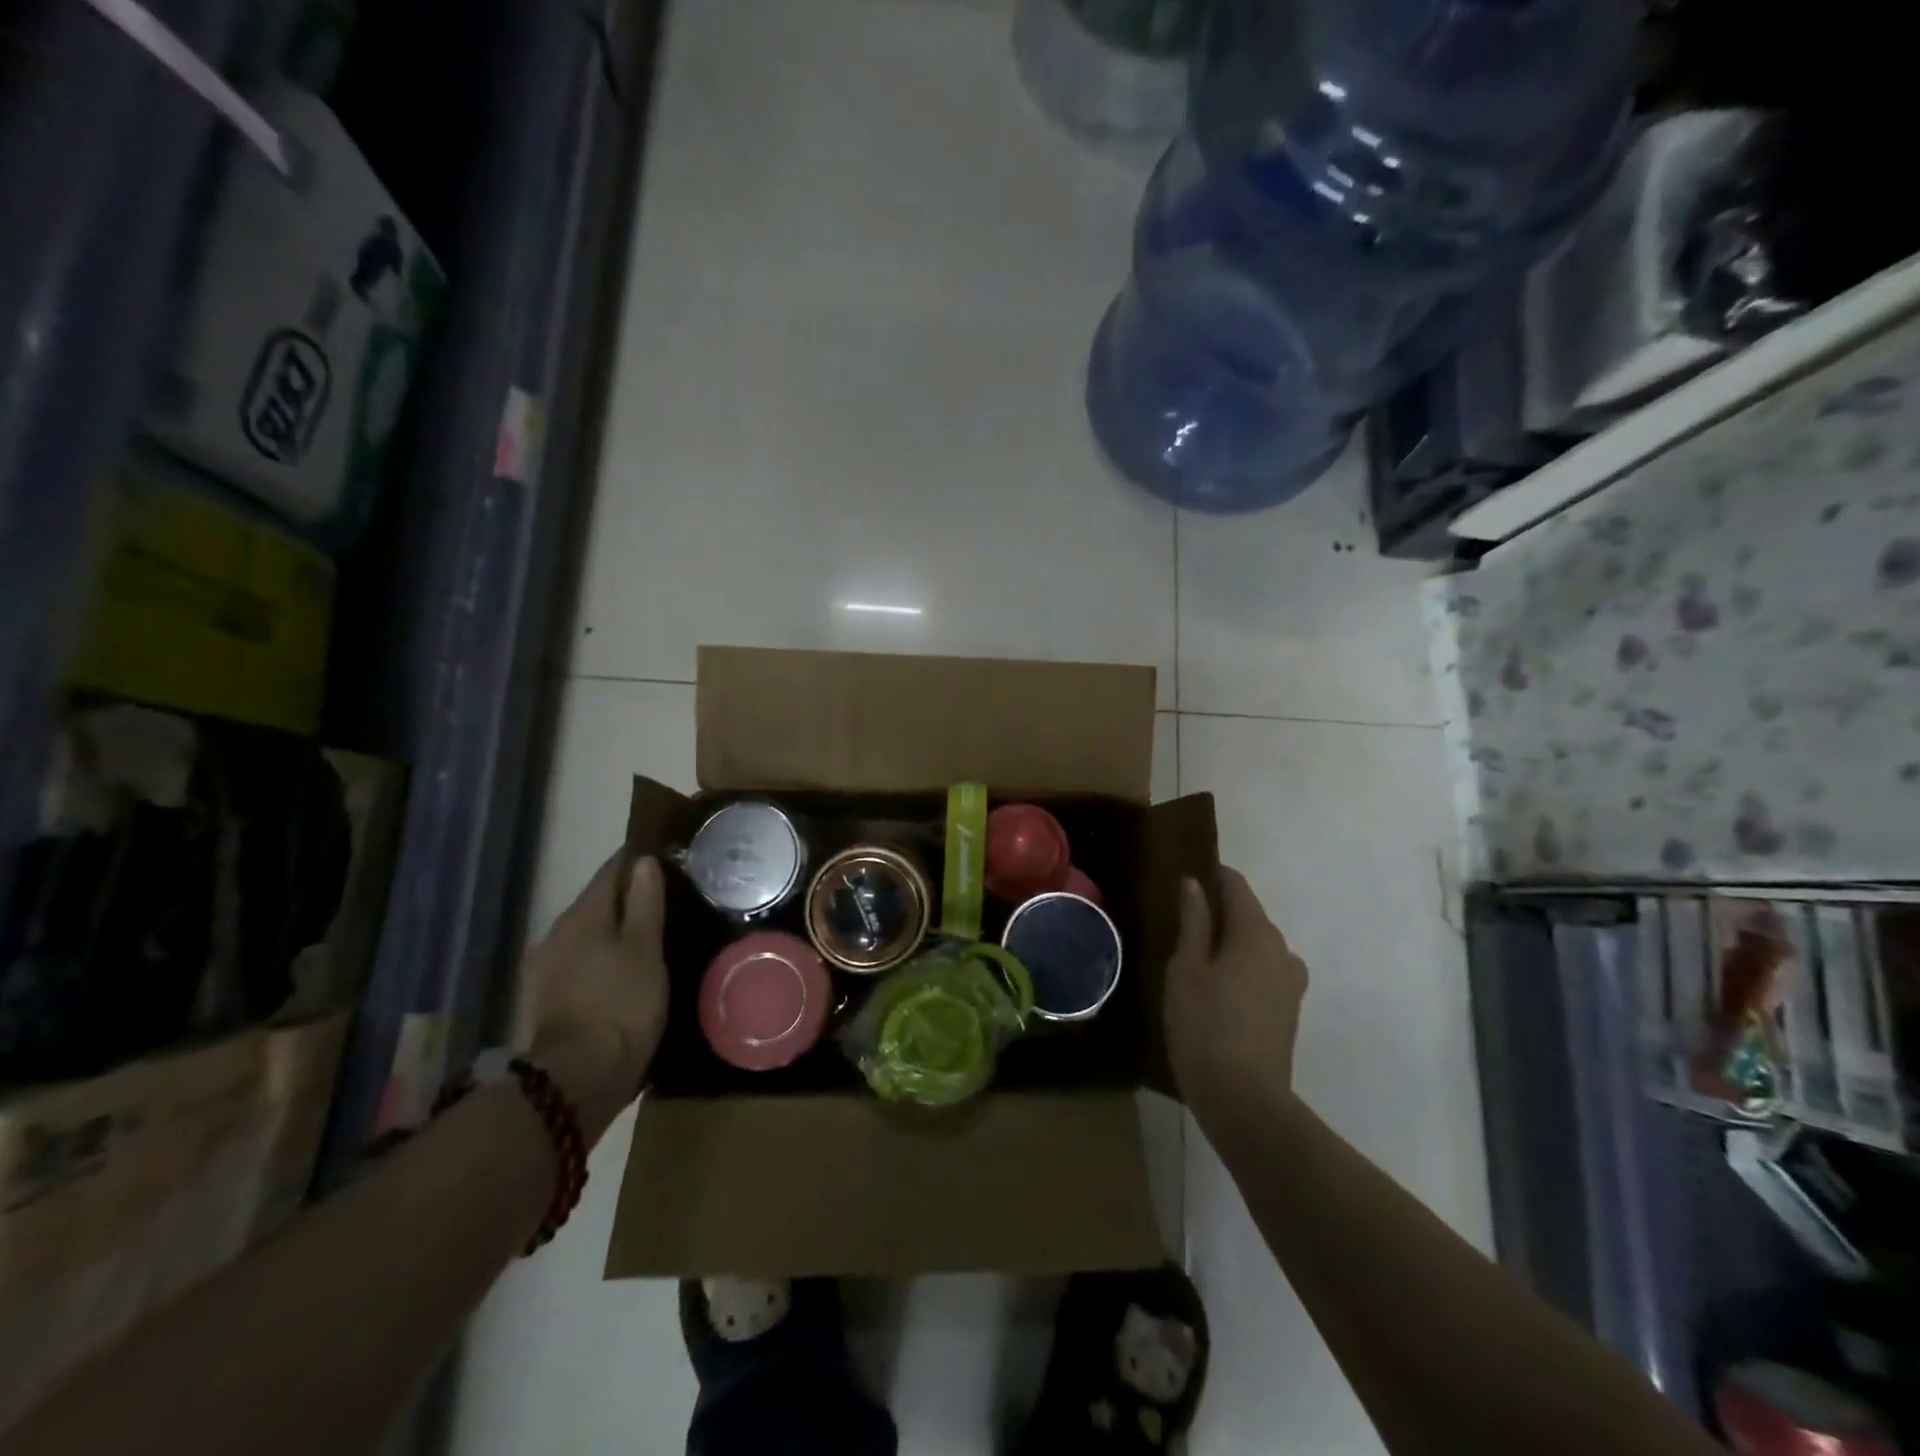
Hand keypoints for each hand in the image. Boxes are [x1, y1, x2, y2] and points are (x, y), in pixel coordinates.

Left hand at [522, 855, 668, 1142]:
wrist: (577, 1079)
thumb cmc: (621, 1005)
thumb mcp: (645, 951)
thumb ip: (645, 904)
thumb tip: (644, 862)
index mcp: (582, 916)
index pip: (611, 872)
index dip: (636, 861)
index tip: (663, 855)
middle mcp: (556, 933)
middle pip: (596, 903)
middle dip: (626, 897)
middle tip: (664, 897)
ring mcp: (545, 968)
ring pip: (586, 934)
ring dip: (613, 929)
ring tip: (647, 934)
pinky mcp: (545, 999)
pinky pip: (579, 961)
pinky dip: (601, 956)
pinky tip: (622, 968)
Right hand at [1164, 867, 1307, 1123]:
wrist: (1244, 1100)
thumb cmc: (1205, 1025)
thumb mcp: (1186, 968)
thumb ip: (1193, 921)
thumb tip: (1195, 884)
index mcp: (1256, 932)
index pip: (1236, 885)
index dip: (1210, 877)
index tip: (1183, 882)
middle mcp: (1282, 949)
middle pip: (1248, 915)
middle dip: (1218, 914)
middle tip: (1179, 927)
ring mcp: (1291, 983)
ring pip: (1256, 947)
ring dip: (1229, 946)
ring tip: (1194, 963)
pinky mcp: (1289, 1011)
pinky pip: (1262, 973)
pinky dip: (1241, 970)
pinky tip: (1215, 992)